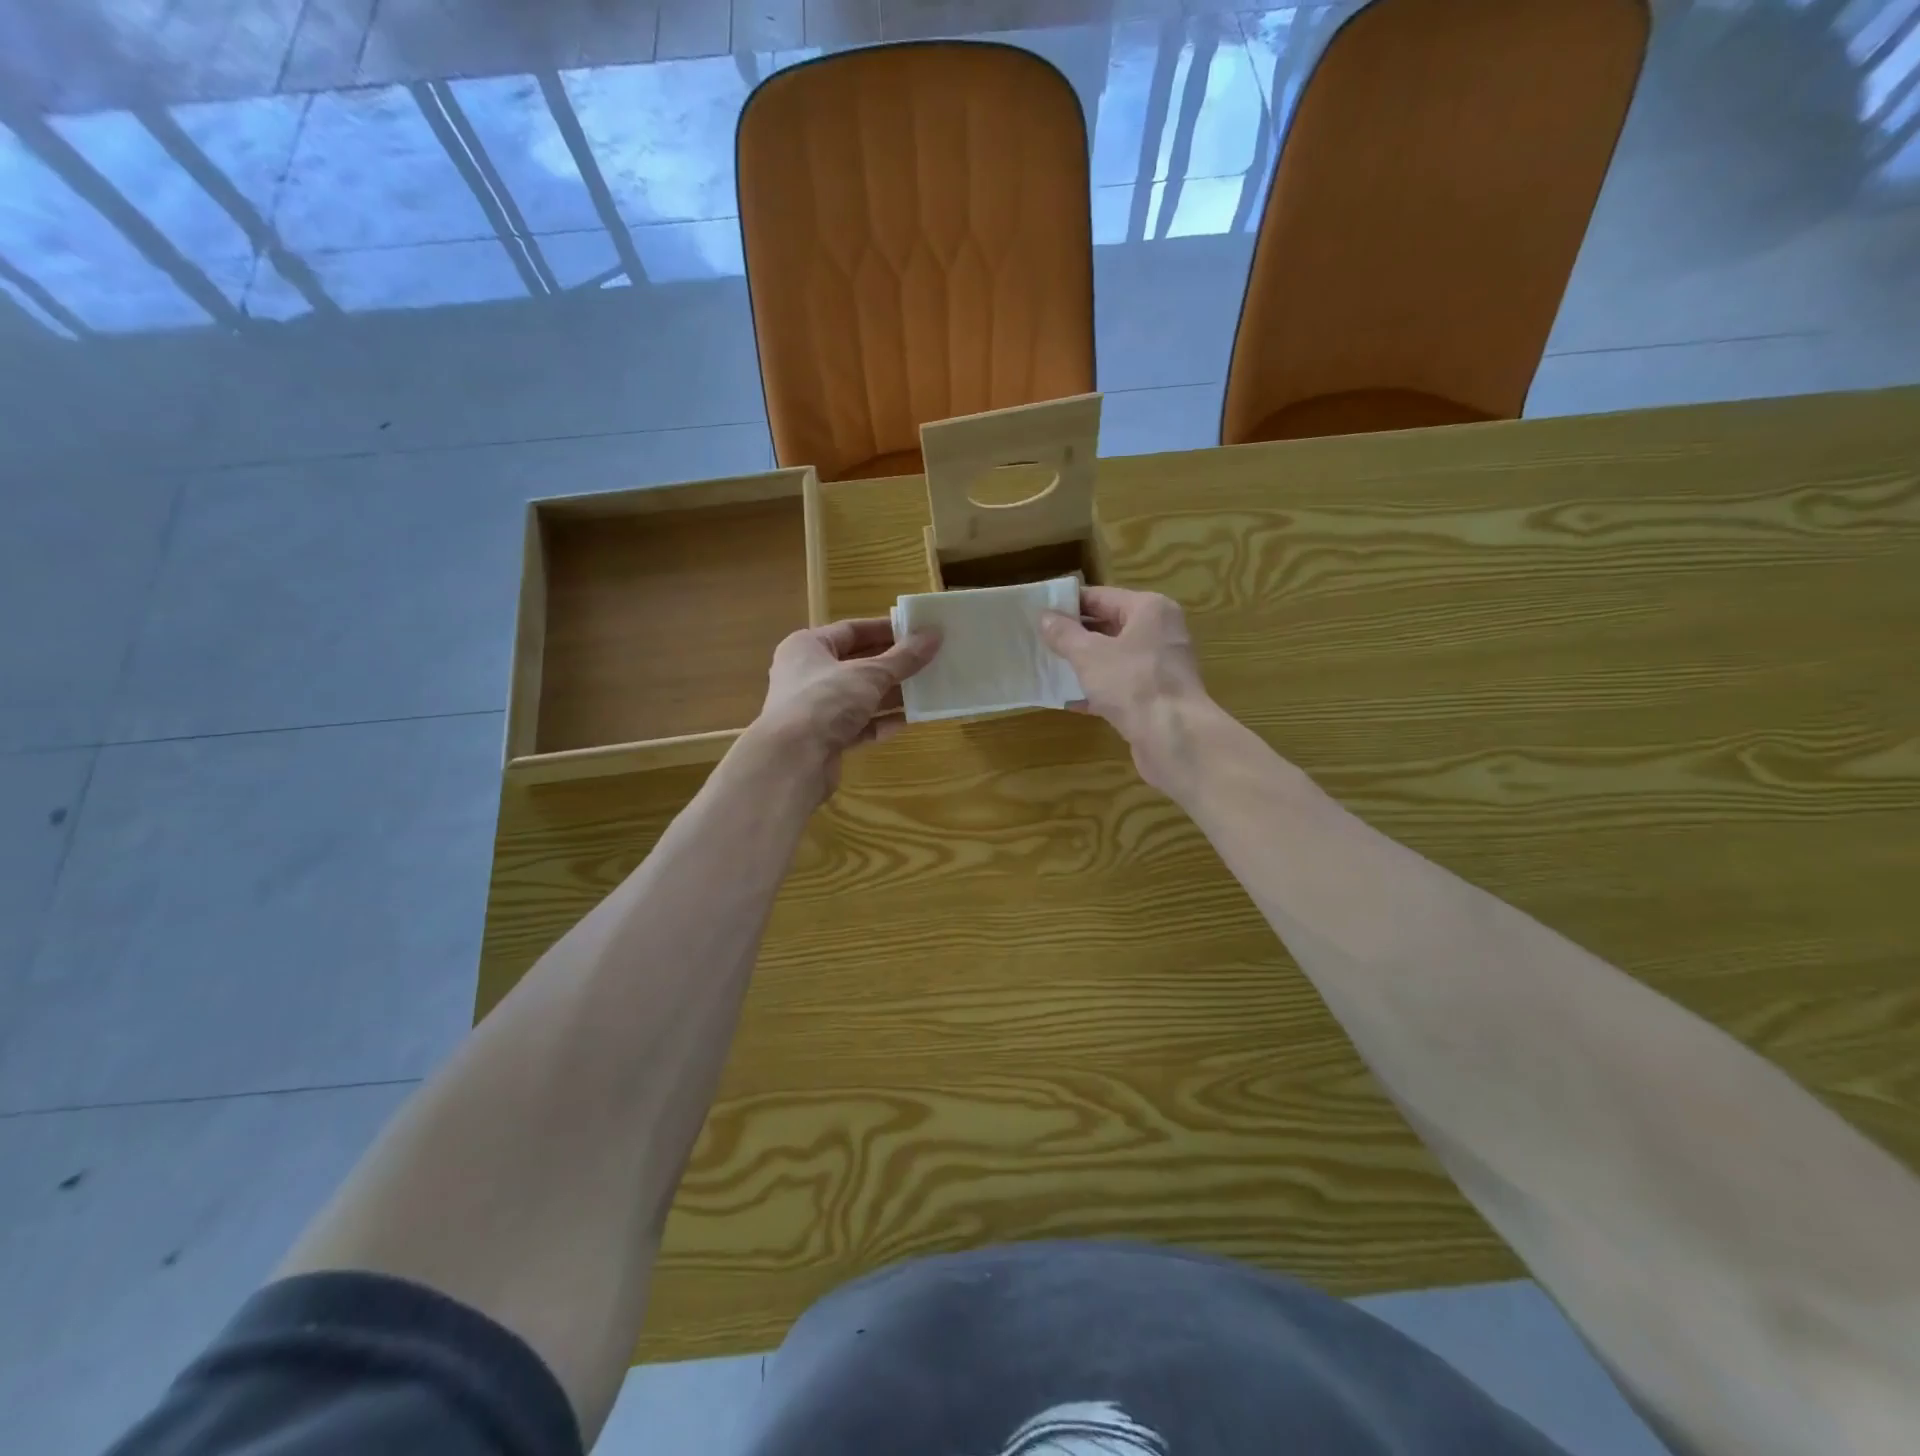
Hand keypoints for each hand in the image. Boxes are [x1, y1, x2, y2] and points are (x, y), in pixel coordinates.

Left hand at [752, 617, 940, 796]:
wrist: (792, 761)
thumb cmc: (825, 701)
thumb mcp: (869, 674)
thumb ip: (903, 657)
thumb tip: (934, 634)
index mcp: (808, 647)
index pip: (851, 630)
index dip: (885, 630)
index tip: (917, 632)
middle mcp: (807, 674)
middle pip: (857, 664)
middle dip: (892, 665)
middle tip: (928, 661)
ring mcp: (814, 709)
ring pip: (859, 697)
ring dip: (890, 695)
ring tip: (925, 690)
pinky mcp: (824, 739)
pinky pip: (857, 725)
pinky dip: (880, 723)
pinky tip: (907, 721)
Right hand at [1039, 587, 1217, 793]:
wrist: (1174, 737)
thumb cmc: (1132, 683)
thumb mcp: (1088, 655)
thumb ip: (1064, 634)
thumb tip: (1045, 617)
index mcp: (1149, 609)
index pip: (1101, 597)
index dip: (1069, 604)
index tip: (1039, 612)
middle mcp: (1160, 632)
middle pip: (1110, 626)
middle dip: (1075, 635)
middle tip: (1039, 640)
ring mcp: (1161, 666)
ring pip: (1115, 657)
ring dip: (1084, 664)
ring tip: (1049, 668)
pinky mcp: (1158, 696)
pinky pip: (1122, 685)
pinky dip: (1098, 690)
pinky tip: (1069, 700)